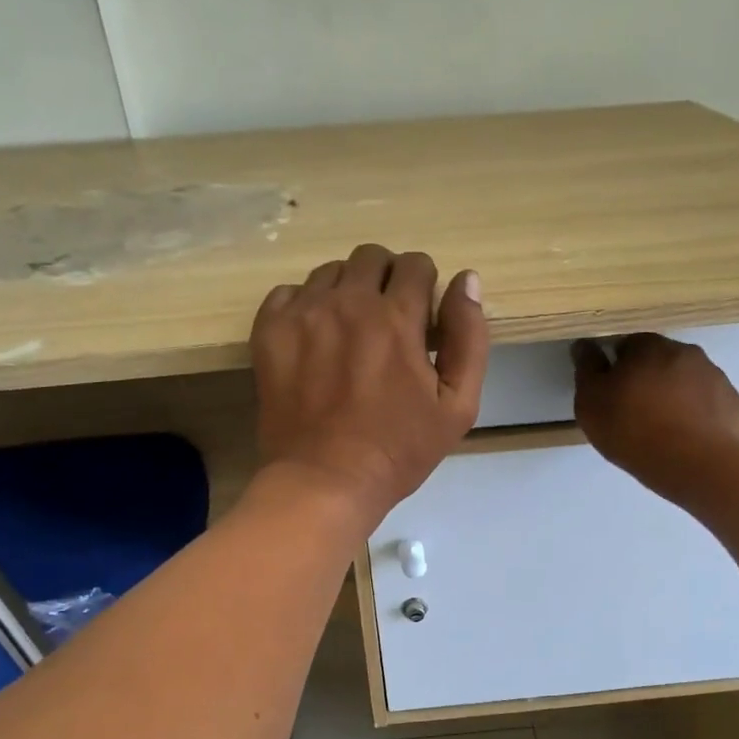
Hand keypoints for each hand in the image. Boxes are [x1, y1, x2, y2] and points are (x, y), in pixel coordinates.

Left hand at [251, 245, 487, 524]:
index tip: (420, 321)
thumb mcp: (457, 406)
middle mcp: (348, 302)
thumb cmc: (398, 450)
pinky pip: (288, 292)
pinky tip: (315, 338)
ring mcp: (303, 314)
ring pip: (331, 272)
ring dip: (348, 291)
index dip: (424, 289)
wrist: (324, 482)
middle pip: (372, 257)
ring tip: (350, 332)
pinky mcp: (270, 331)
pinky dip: (306, 305)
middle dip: (387, 280)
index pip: (416, 265)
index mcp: (396, 318)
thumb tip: (466, 279)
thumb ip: (468, 338)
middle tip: (388, 321)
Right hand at [573, 333, 738, 502]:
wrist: (695, 464)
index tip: (611, 393)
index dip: (617, 367)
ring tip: (663, 429)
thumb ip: (587, 369)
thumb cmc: (632, 429)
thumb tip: (585, 345)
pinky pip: (708, 403)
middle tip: (634, 412)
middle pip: (660, 360)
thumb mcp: (591, 402)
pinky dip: (697, 414)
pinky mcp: (732, 404)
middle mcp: (685, 352)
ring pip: (686, 380)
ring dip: (674, 396)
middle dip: (648, 379)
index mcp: (648, 346)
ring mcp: (715, 377)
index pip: (628, 345)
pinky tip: (686, 439)